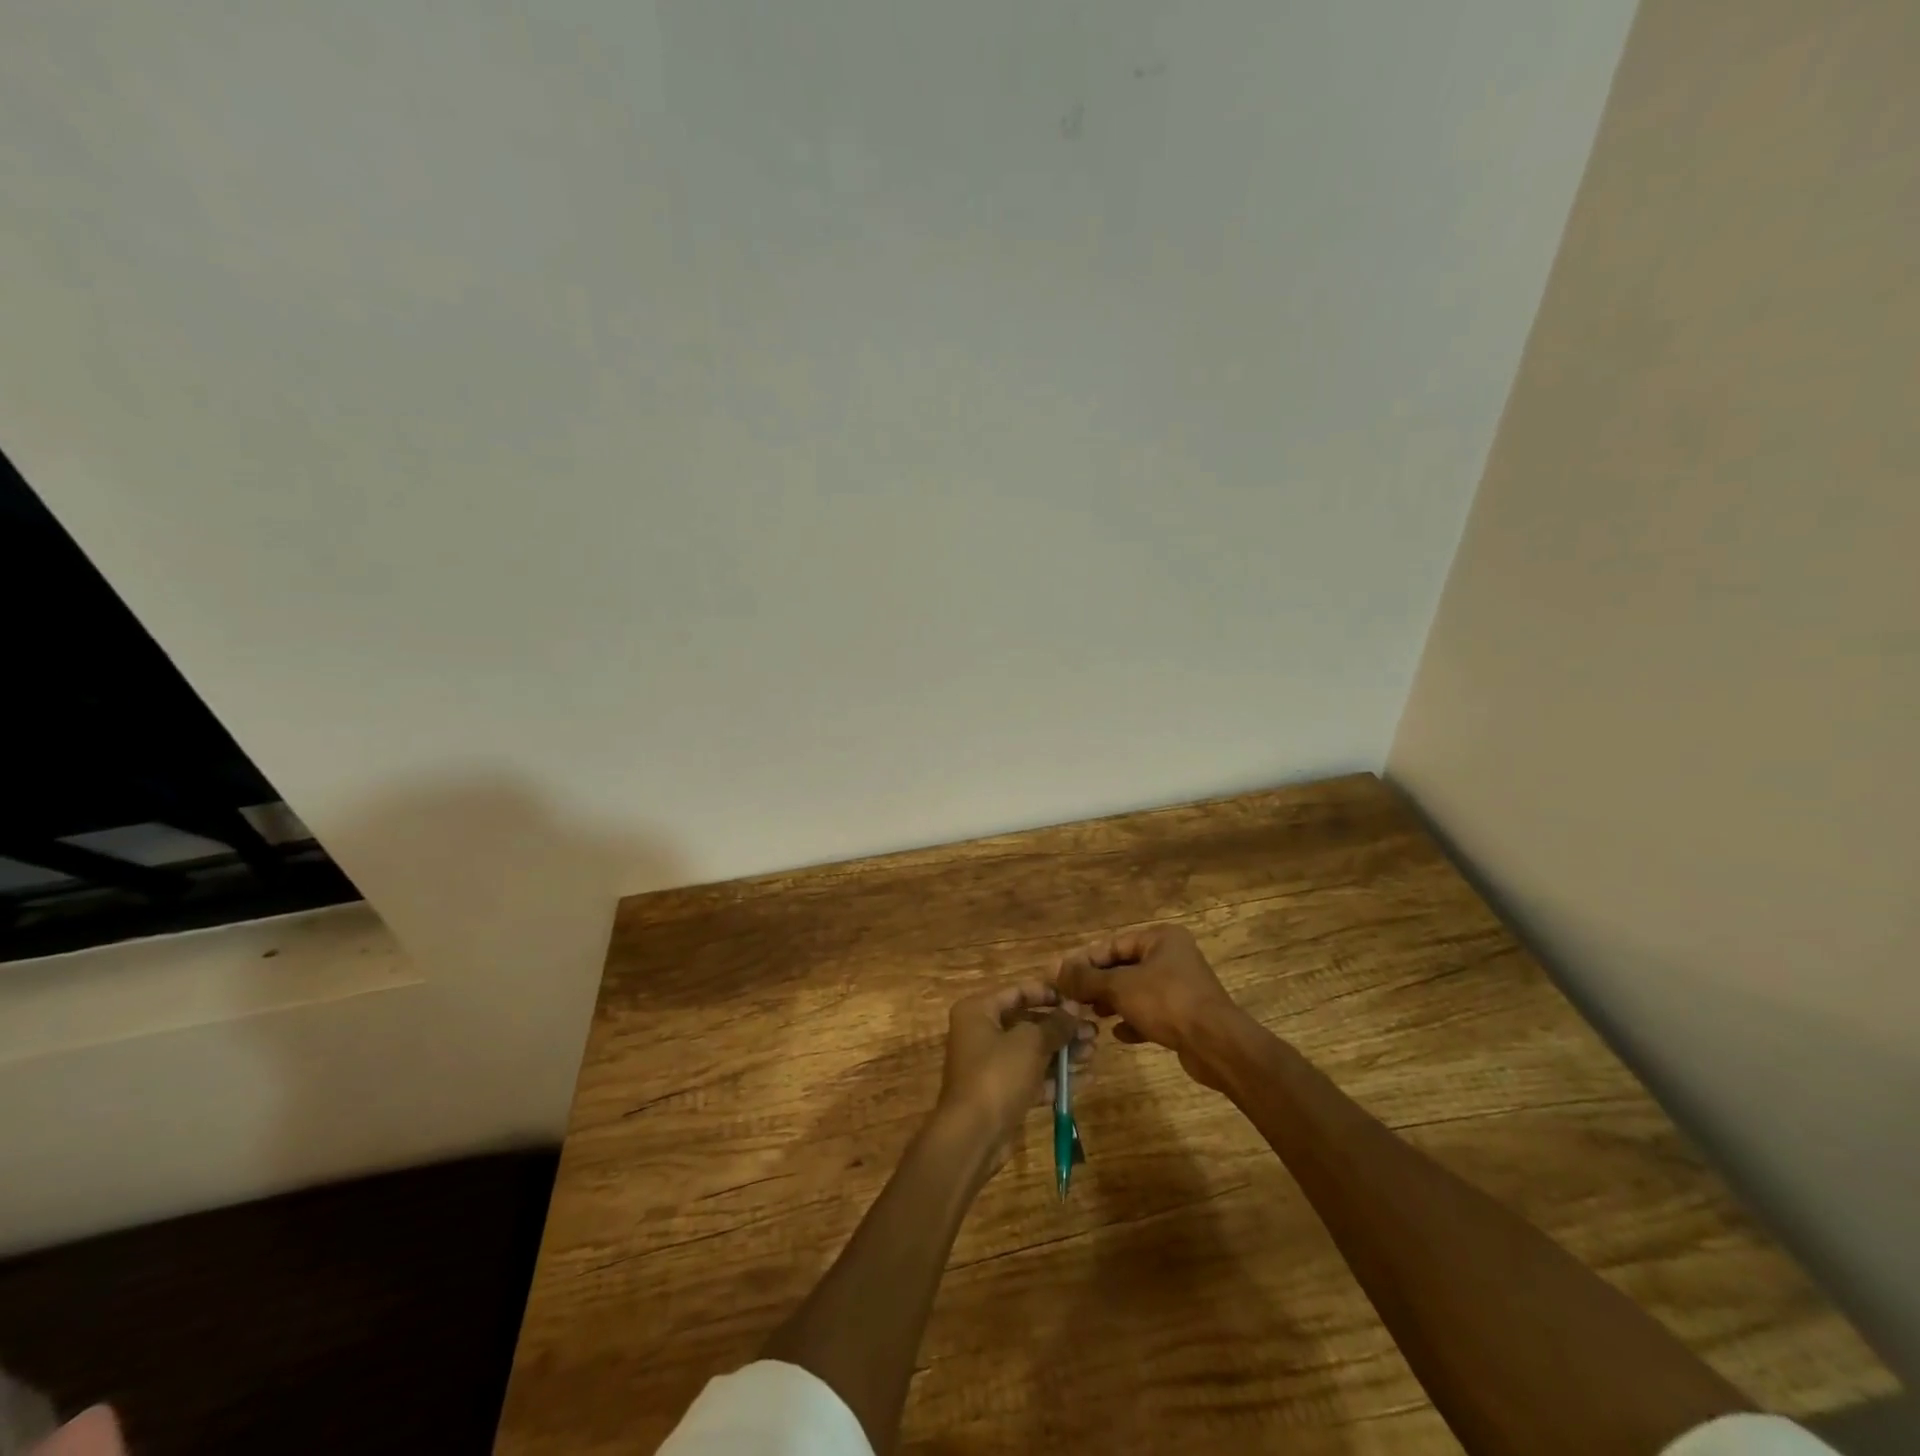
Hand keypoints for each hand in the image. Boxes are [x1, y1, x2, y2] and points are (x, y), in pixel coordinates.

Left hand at [935, 981, 1095, 1168]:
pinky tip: (1086, 1078)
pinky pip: (1033, 1078)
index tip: (1075, 1000)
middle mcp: (982, 1034)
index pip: (1016, 992)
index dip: (1047, 994)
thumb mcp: (1030, 1043)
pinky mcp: (1003, 1094)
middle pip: (1027, 1024)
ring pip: (1033, 1052)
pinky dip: (1056, 1078)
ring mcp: (991, 1066)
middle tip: (1093, 1031)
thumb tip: (1074, 1006)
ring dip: (1063, 1052)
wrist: (973, 1135)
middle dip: (1061, 1028)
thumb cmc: (998, 1074)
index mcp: (978, 1011)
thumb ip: (1055, 1024)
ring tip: (1093, 1052)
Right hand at [1055, 924, 1243, 1089]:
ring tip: (1091, 1015)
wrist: (1216, 1045)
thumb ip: (1086, 978)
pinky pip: (1151, 1013)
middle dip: (1097, 984)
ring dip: (1113, 1002)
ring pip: (1136, 991)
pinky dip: (1133, 1020)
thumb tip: (1055, 970)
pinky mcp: (1185, 1015)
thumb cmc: (1167, 1002)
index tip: (1061, 978)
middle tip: (1073, 999)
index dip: (1084, 961)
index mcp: (1160, 939)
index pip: (1112, 945)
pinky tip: (1118, 1034)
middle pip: (1124, 967)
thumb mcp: (1119, 987)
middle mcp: (1172, 957)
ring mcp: (1181, 987)